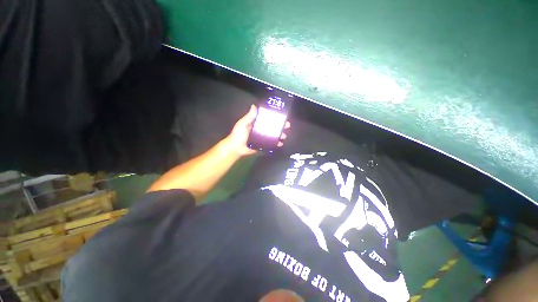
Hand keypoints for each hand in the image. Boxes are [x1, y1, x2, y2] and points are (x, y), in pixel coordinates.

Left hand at [223, 105, 289, 155]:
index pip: (267, 119)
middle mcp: (261, 129)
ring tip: (284, 136)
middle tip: (287, 126)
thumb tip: (254, 106)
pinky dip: (276, 144)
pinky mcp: (263, 145)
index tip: (282, 116)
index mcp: (256, 123)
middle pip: (272, 127)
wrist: (236, 148)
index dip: (275, 117)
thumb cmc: (238, 135)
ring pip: (273, 135)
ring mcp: (263, 138)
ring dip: (279, 135)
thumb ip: (248, 117)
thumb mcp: (242, 124)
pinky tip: (280, 144)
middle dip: (280, 126)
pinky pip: (271, 144)